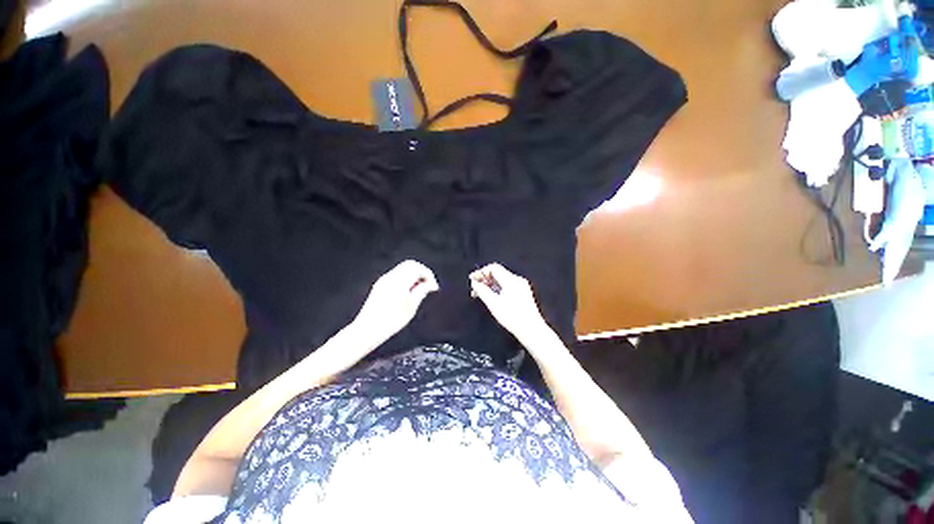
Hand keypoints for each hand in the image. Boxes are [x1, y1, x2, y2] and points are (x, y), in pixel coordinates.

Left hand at [352, 260, 438, 345]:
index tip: (433, 286)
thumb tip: (427, 285)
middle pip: (411, 264)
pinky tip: (409, 291)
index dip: (429, 275)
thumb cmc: (388, 322)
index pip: (418, 268)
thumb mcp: (410, 309)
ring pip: (403, 268)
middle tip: (428, 286)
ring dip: (414, 275)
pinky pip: (397, 274)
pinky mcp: (380, 285)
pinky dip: (406, 278)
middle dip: (422, 273)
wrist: (367, 330)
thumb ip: (420, 293)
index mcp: (399, 282)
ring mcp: (384, 280)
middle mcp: (390, 278)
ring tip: (419, 290)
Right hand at [469, 263, 552, 344]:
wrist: (531, 330)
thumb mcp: (493, 304)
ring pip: (502, 280)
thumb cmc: (513, 317)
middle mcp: (517, 280)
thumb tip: (475, 283)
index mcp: (511, 280)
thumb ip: (482, 291)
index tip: (472, 280)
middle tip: (475, 288)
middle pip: (498, 273)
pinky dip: (497, 289)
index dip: (481, 272)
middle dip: (485, 279)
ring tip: (481, 294)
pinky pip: (507, 286)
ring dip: (490, 285)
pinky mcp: (523, 293)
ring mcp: (521, 286)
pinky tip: (492, 298)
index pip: (493, 268)